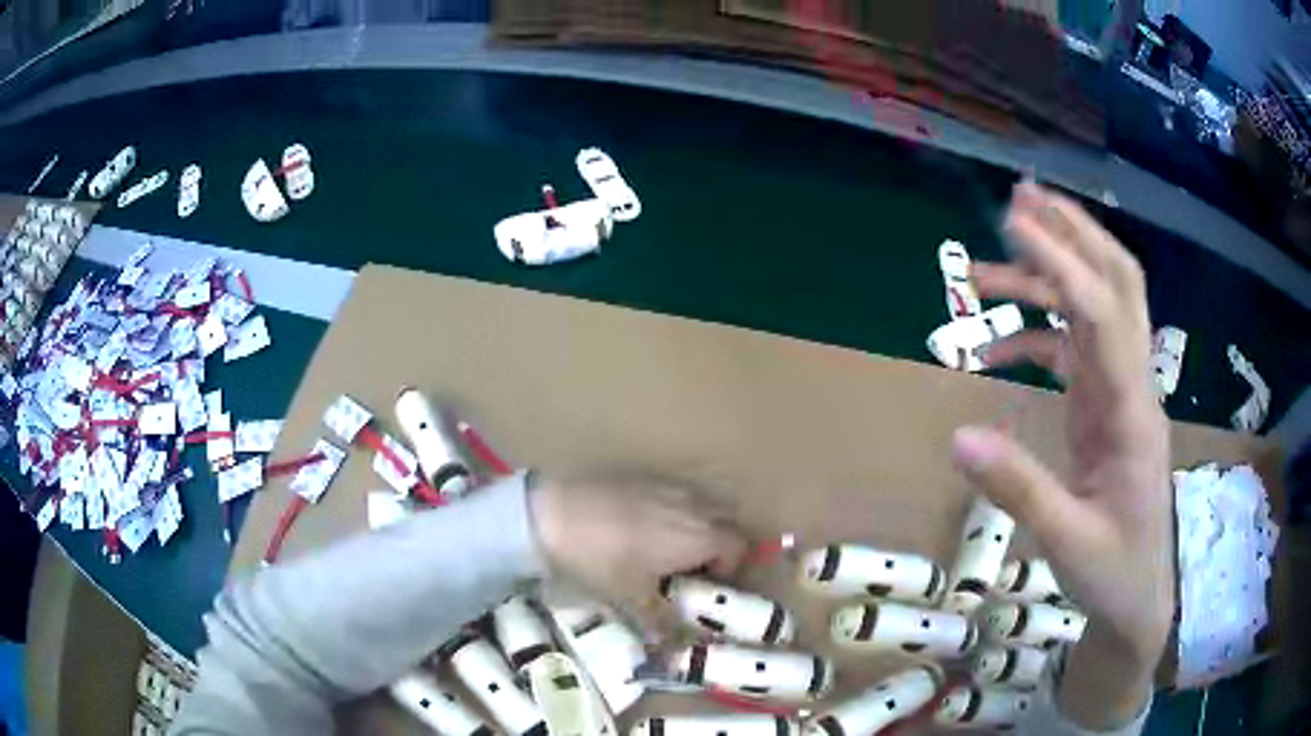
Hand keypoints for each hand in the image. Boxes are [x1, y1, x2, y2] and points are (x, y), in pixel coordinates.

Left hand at [527, 470, 747, 642]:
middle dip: (721, 539)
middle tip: (694, 562)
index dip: (731, 567)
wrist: (553, 512)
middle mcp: (693, 505)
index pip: (739, 546)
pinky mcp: (643, 473)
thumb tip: (674, 648)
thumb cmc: (600, 560)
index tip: (707, 583)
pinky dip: (674, 505)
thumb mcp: (632, 597)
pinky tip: (642, 521)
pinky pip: (675, 488)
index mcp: (700, 536)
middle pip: (728, 517)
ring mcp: (668, 484)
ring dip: (700, 519)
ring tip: (670, 542)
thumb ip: (661, 621)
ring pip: (703, 499)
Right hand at [956, 183, 1172, 727]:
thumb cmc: (1115, 572)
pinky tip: (996, 349)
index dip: (1060, 263)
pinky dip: (1036, 337)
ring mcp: (1120, 393)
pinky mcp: (1105, 408)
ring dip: (1045, 278)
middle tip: (1022, 199)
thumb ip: (1019, 488)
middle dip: (1074, 234)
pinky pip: (1073, 352)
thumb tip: (958, 437)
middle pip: (1117, 283)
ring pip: (1092, 310)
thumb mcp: (1067, 541)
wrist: (1140, 597)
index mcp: (1133, 412)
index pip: (1102, 314)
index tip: (1013, 222)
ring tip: (983, 271)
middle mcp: (1132, 385)